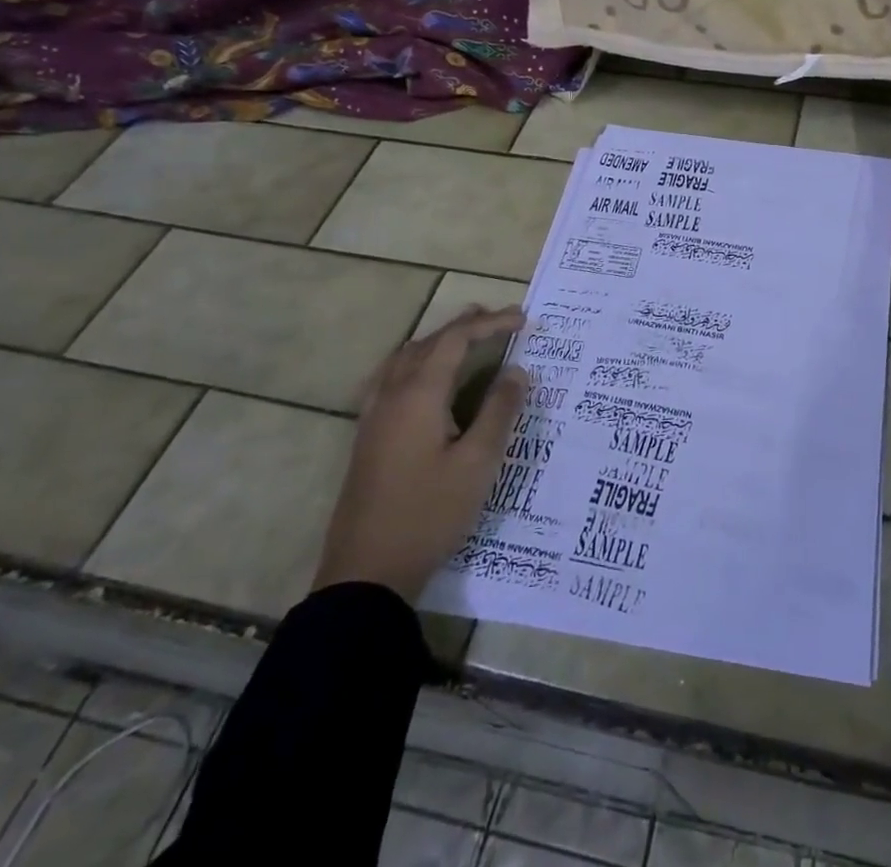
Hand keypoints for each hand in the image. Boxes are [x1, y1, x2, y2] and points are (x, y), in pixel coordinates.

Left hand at [312, 307, 529, 600]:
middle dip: (464, 326)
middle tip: (498, 318)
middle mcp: (392, 395)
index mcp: (419, 395)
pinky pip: (390, 377)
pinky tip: (420, 377)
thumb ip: (500, 411)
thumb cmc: (429, 513)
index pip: (456, 341)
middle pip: (428, 343)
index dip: (491, 324)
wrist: (366, 572)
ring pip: (405, 358)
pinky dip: (414, 360)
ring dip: (437, 341)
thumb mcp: (478, 463)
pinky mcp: (367, 436)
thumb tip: (517, 370)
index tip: (524, 320)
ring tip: (464, 336)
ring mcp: (373, 416)